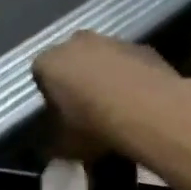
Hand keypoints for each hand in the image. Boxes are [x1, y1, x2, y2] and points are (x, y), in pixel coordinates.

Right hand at [32, 32, 189, 152]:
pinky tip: (140, 101)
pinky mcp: (143, 47)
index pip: (40, 74)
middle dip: (77, 80)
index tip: (61, 116)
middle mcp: (76, 42)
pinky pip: (130, 63)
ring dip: (106, 76)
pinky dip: (131, 77)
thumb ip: (55, 143)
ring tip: (117, 108)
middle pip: (72, 60)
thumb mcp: (64, 146)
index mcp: (49, 63)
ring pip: (103, 58)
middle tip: (88, 110)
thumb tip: (54, 148)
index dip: (50, 96)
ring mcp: (112, 40)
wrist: (150, 111)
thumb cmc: (94, 126)